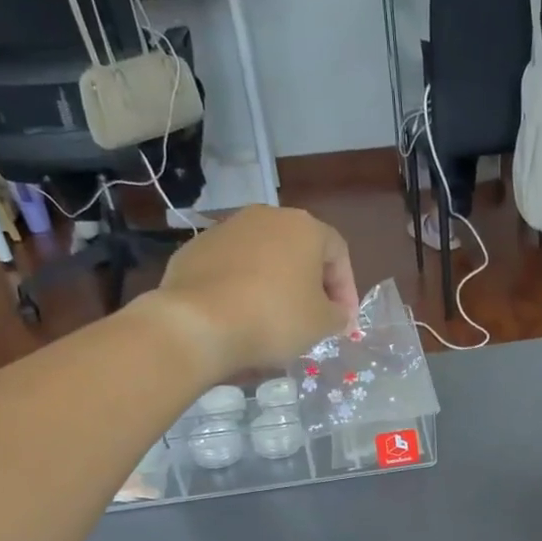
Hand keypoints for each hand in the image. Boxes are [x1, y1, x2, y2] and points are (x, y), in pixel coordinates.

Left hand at [149, 207, 360, 376]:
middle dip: (310, 284)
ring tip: (275, 319)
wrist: (199, 322)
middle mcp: (265, 217)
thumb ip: (338, 315)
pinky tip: (241, 316)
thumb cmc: (275, 317)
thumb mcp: (322, 323)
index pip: (338, 253)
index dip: (347, 289)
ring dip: (275, 284)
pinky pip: (231, 269)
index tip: (345, 321)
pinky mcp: (195, 250)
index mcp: (303, 227)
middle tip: (314, 318)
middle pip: (299, 250)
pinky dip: (242, 288)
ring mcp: (225, 230)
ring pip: (263, 257)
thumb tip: (336, 313)